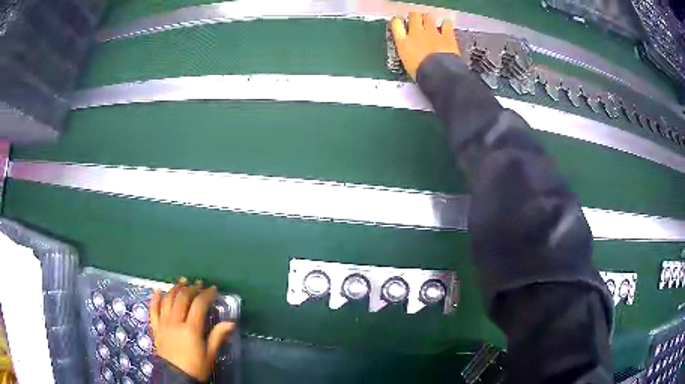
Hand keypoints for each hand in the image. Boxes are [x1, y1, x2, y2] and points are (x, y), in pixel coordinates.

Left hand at [150, 278, 235, 381]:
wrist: (176, 377)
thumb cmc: (196, 367)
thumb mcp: (210, 355)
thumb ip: (218, 336)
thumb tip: (231, 323)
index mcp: (191, 329)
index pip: (199, 305)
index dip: (206, 294)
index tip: (213, 289)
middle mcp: (175, 322)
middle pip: (182, 299)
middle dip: (191, 288)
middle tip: (198, 284)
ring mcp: (163, 323)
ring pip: (167, 300)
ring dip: (174, 289)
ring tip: (181, 282)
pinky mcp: (155, 327)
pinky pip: (153, 309)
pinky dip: (155, 298)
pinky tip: (158, 290)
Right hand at [390, 12, 459, 80]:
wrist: (439, 75)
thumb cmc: (420, 73)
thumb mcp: (407, 62)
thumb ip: (407, 50)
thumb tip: (409, 47)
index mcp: (403, 42)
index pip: (396, 24)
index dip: (398, 21)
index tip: (400, 23)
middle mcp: (416, 33)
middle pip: (414, 16)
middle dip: (416, 17)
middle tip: (418, 22)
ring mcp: (432, 33)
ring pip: (428, 17)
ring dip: (429, 19)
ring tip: (431, 24)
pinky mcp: (447, 36)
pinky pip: (446, 24)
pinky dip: (446, 24)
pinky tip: (446, 26)